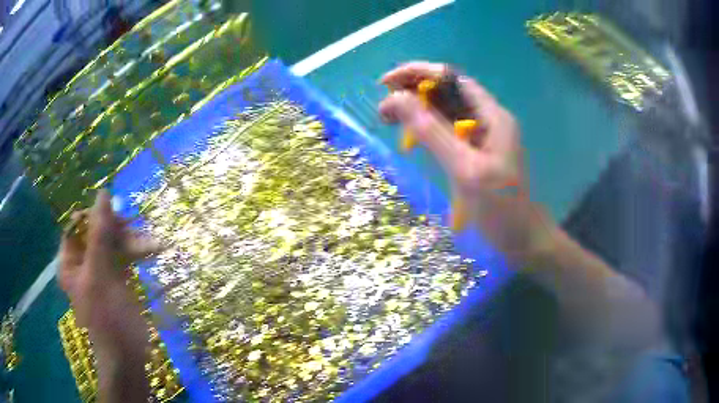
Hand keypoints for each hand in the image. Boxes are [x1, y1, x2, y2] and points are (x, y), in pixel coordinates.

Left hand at [58, 191, 158, 401]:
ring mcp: (100, 270)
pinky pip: (124, 256)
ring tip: (155, 244)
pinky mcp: (116, 279)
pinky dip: (137, 252)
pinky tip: (154, 249)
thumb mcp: (100, 274)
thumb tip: (103, 194)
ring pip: (114, 242)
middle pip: (98, 232)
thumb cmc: (107, 318)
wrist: (128, 357)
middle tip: (139, 233)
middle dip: (119, 231)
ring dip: (133, 242)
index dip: (95, 217)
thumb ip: (99, 234)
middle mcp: (82, 261)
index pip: (78, 224)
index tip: (115, 220)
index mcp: (70, 260)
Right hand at [380, 62, 555, 259]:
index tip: (386, 83)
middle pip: (446, 92)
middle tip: (383, 108)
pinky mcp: (475, 153)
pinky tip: (410, 137)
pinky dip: (426, 129)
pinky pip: (447, 132)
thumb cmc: (501, 208)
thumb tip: (396, 100)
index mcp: (491, 115)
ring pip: (445, 111)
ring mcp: (481, 137)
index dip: (418, 73)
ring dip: (416, 110)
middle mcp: (486, 119)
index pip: (452, 79)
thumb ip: (433, 133)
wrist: (523, 241)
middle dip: (413, 92)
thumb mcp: (465, 169)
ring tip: (388, 119)